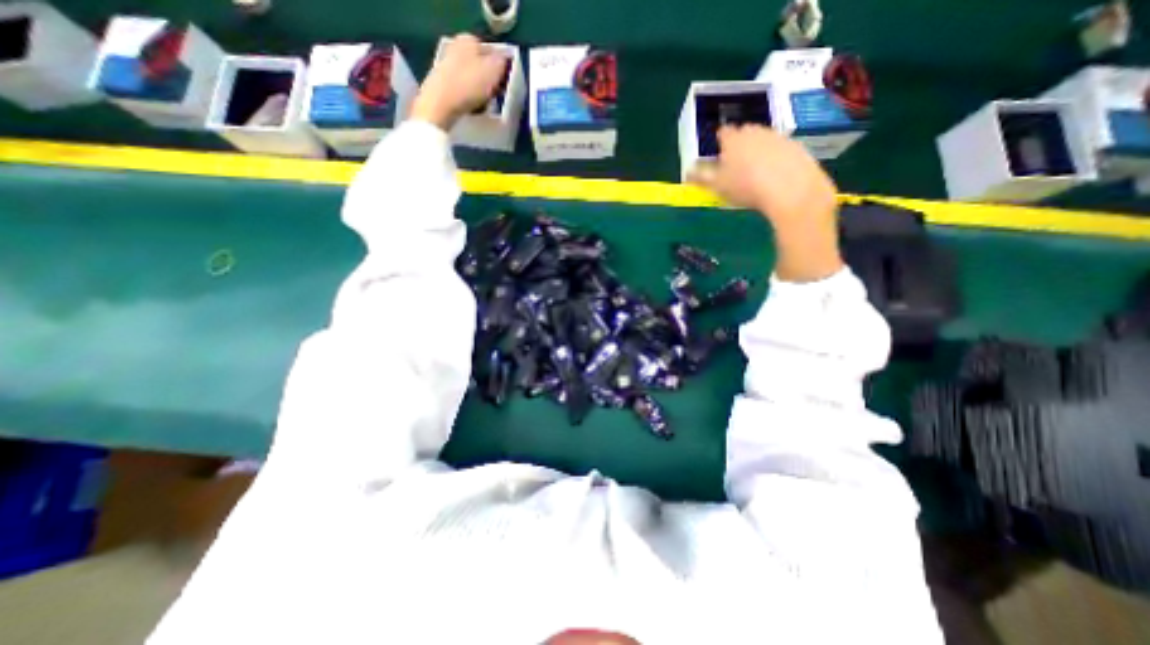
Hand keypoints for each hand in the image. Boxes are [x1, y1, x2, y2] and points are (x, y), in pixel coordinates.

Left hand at [410, 33, 505, 131]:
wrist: (440, 103)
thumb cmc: (469, 84)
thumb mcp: (494, 70)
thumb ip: (502, 62)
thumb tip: (503, 61)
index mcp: (469, 39)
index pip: (493, 52)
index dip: (501, 69)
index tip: (504, 85)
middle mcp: (456, 47)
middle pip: (481, 66)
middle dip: (489, 81)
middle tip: (495, 96)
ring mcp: (447, 65)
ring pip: (472, 79)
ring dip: (480, 92)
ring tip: (484, 105)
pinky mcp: (441, 83)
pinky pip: (463, 90)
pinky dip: (469, 99)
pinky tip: (472, 108)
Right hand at [686, 127, 842, 282]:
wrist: (791, 189)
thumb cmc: (746, 187)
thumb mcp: (717, 186)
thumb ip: (700, 177)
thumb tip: (687, 172)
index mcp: (733, 139)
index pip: (722, 133)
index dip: (719, 143)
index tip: (719, 155)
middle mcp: (755, 131)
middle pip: (743, 133)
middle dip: (738, 146)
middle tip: (735, 166)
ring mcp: (777, 136)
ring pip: (763, 140)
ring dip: (757, 151)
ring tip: (755, 173)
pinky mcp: (796, 146)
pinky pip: (780, 149)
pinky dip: (775, 158)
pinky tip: (774, 176)